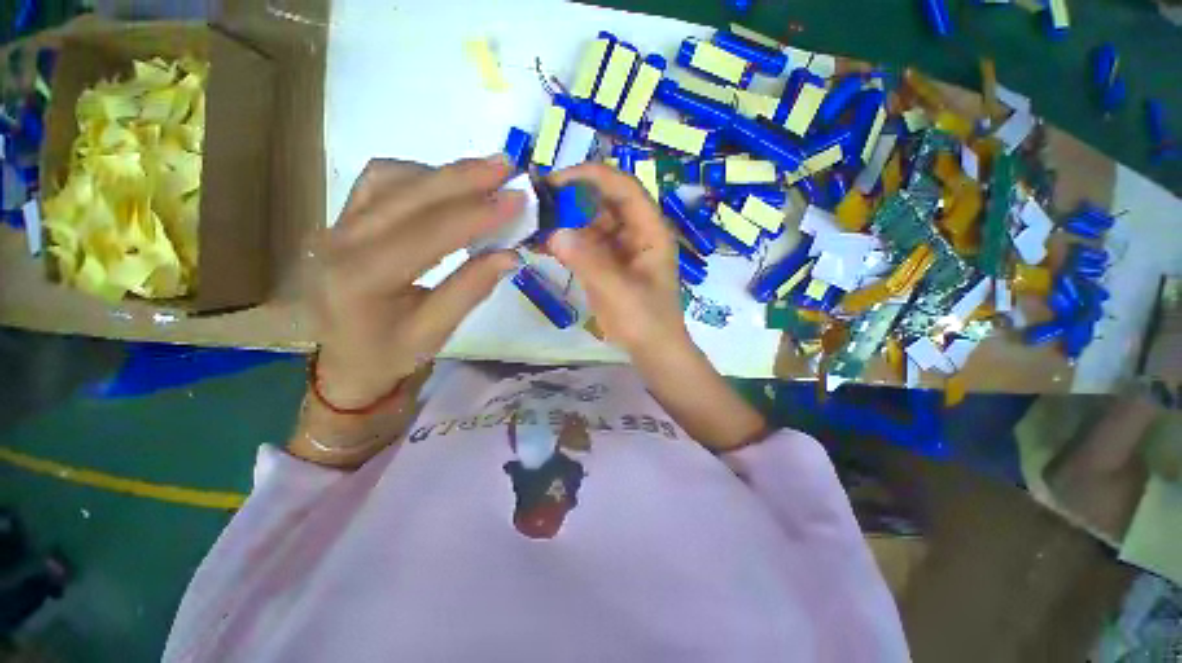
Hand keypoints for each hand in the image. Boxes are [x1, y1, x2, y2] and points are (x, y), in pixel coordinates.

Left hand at [308, 156, 521, 407]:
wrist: (344, 361)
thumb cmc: (390, 355)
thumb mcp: (435, 333)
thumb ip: (470, 290)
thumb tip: (510, 255)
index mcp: (362, 280)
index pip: (428, 233)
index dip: (477, 213)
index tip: (517, 198)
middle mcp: (341, 242)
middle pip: (407, 194)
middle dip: (462, 177)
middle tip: (506, 166)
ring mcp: (336, 225)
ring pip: (390, 179)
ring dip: (441, 173)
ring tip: (483, 175)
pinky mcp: (342, 219)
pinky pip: (379, 182)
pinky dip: (418, 175)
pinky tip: (445, 186)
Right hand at [545, 163, 687, 354]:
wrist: (652, 351)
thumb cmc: (644, 321)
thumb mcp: (618, 291)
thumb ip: (587, 261)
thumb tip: (553, 233)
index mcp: (650, 231)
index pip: (623, 188)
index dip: (592, 177)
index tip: (555, 181)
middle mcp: (636, 233)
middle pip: (603, 203)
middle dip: (571, 199)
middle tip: (535, 203)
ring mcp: (620, 250)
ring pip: (590, 224)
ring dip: (564, 222)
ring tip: (532, 224)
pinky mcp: (607, 265)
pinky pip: (584, 246)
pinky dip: (564, 243)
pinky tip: (540, 245)